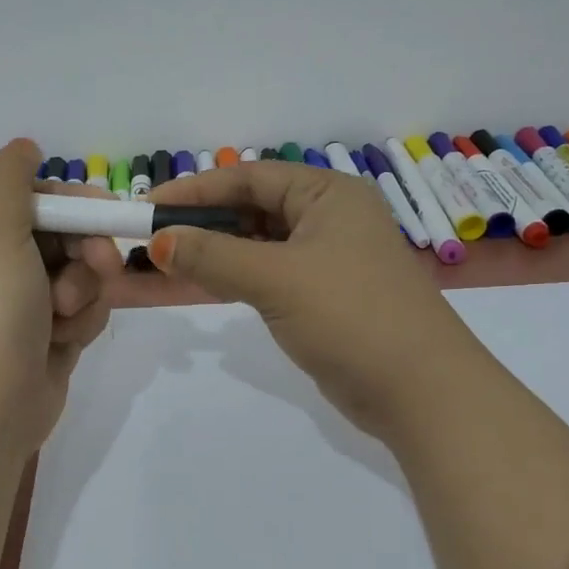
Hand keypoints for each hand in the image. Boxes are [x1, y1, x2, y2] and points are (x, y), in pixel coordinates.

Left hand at [0, 139, 121, 457]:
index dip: (77, 206)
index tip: (103, 215)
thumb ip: (8, 178)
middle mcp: (4, 265)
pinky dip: (82, 323)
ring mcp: (29, 304)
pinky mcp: (51, 337)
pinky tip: (64, 342)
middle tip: (98, 268)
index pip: (43, 201)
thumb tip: (24, 145)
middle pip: (71, 237)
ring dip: (83, 294)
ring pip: (85, 276)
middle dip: (88, 253)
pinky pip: (86, 311)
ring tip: (61, 320)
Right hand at [146, 161, 487, 444]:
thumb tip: (158, 241)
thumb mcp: (276, 279)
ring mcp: (330, 258)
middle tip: (154, 239)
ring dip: (217, 251)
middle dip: (204, 222)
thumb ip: (213, 256)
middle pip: (254, 207)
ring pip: (260, 243)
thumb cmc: (351, 315)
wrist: (421, 391)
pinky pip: (270, 274)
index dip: (196, 190)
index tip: (147, 208)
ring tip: (168, 262)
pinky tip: (205, 284)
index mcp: (328, 193)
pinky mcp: (325, 295)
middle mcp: (330, 217)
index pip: (249, 177)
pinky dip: (237, 276)